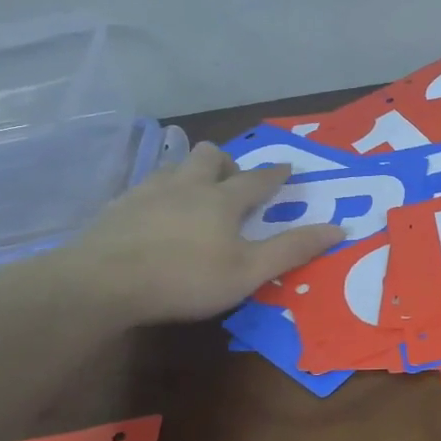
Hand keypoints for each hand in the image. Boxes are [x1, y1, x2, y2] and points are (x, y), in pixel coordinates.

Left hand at [50, 142, 342, 325]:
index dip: (275, 174)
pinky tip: (154, 215)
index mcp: (222, 200)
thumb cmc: (184, 278)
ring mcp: (147, 192)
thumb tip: (339, 228)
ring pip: (175, 166)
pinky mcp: (117, 208)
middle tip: (233, 184)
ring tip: (195, 195)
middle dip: (227, 163)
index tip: (287, 166)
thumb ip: (292, 249)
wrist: (101, 283)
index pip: (258, 179)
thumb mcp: (248, 272)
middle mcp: (187, 185)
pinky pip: (145, 187)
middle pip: (211, 156)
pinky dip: (160, 193)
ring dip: (192, 173)